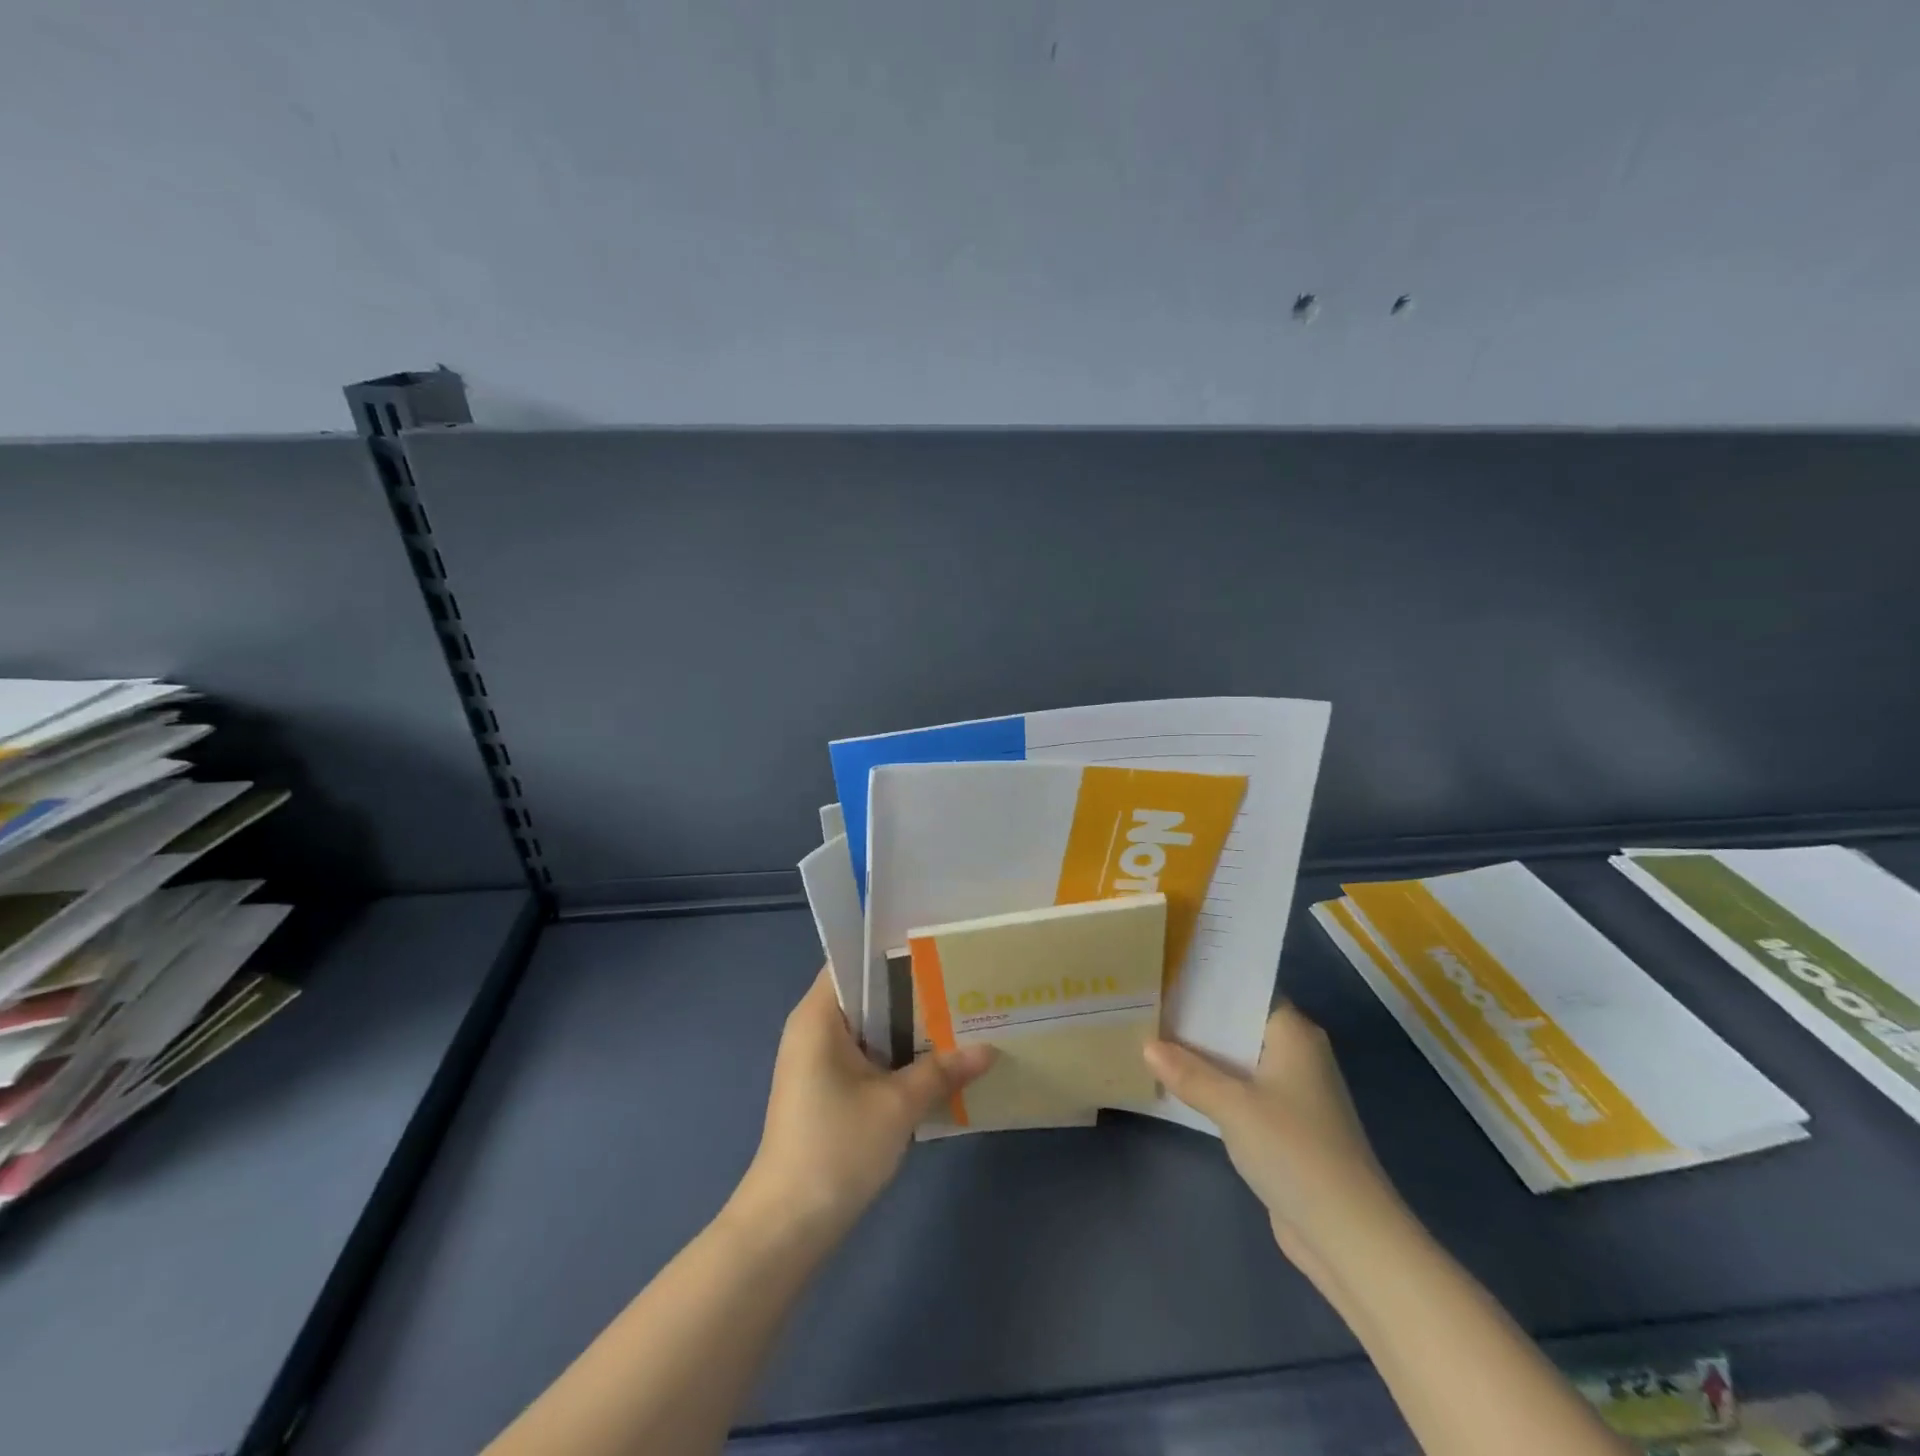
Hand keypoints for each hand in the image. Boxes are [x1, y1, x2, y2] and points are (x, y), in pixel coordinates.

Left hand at [735, 968, 994, 1243]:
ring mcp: (817, 1060)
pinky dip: (895, 1053)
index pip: (854, 961)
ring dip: (907, 1026)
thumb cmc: (836, 1148)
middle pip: (866, 993)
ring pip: (870, 1027)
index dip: (895, 951)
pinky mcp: (825, 1088)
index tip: (939, 949)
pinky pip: (866, 1054)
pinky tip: (935, 1060)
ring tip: (959, 1014)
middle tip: (961, 982)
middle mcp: (814, 1028)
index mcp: (819, 1016)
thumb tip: (989, 1049)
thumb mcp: (898, 1106)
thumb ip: (942, 1070)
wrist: (787, 1226)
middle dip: (912, 990)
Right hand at [1145, 1005, 1400, 1275]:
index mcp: (1294, 1033)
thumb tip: (1146, 1046)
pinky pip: (1240, 1092)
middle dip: (1197, 1019)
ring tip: (1150, 1036)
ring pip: (1237, 1060)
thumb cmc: (1294, 1149)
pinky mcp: (1284, 1126)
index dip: (1208, 982)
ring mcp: (1292, 1092)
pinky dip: (1214, 1087)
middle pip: (1239, 1025)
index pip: (1247, 990)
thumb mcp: (1233, 1106)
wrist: (1348, 1235)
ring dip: (1202, 1056)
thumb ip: (1189, 1074)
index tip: (1167, 970)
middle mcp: (1296, 1054)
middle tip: (1148, 1000)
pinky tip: (1177, 1084)